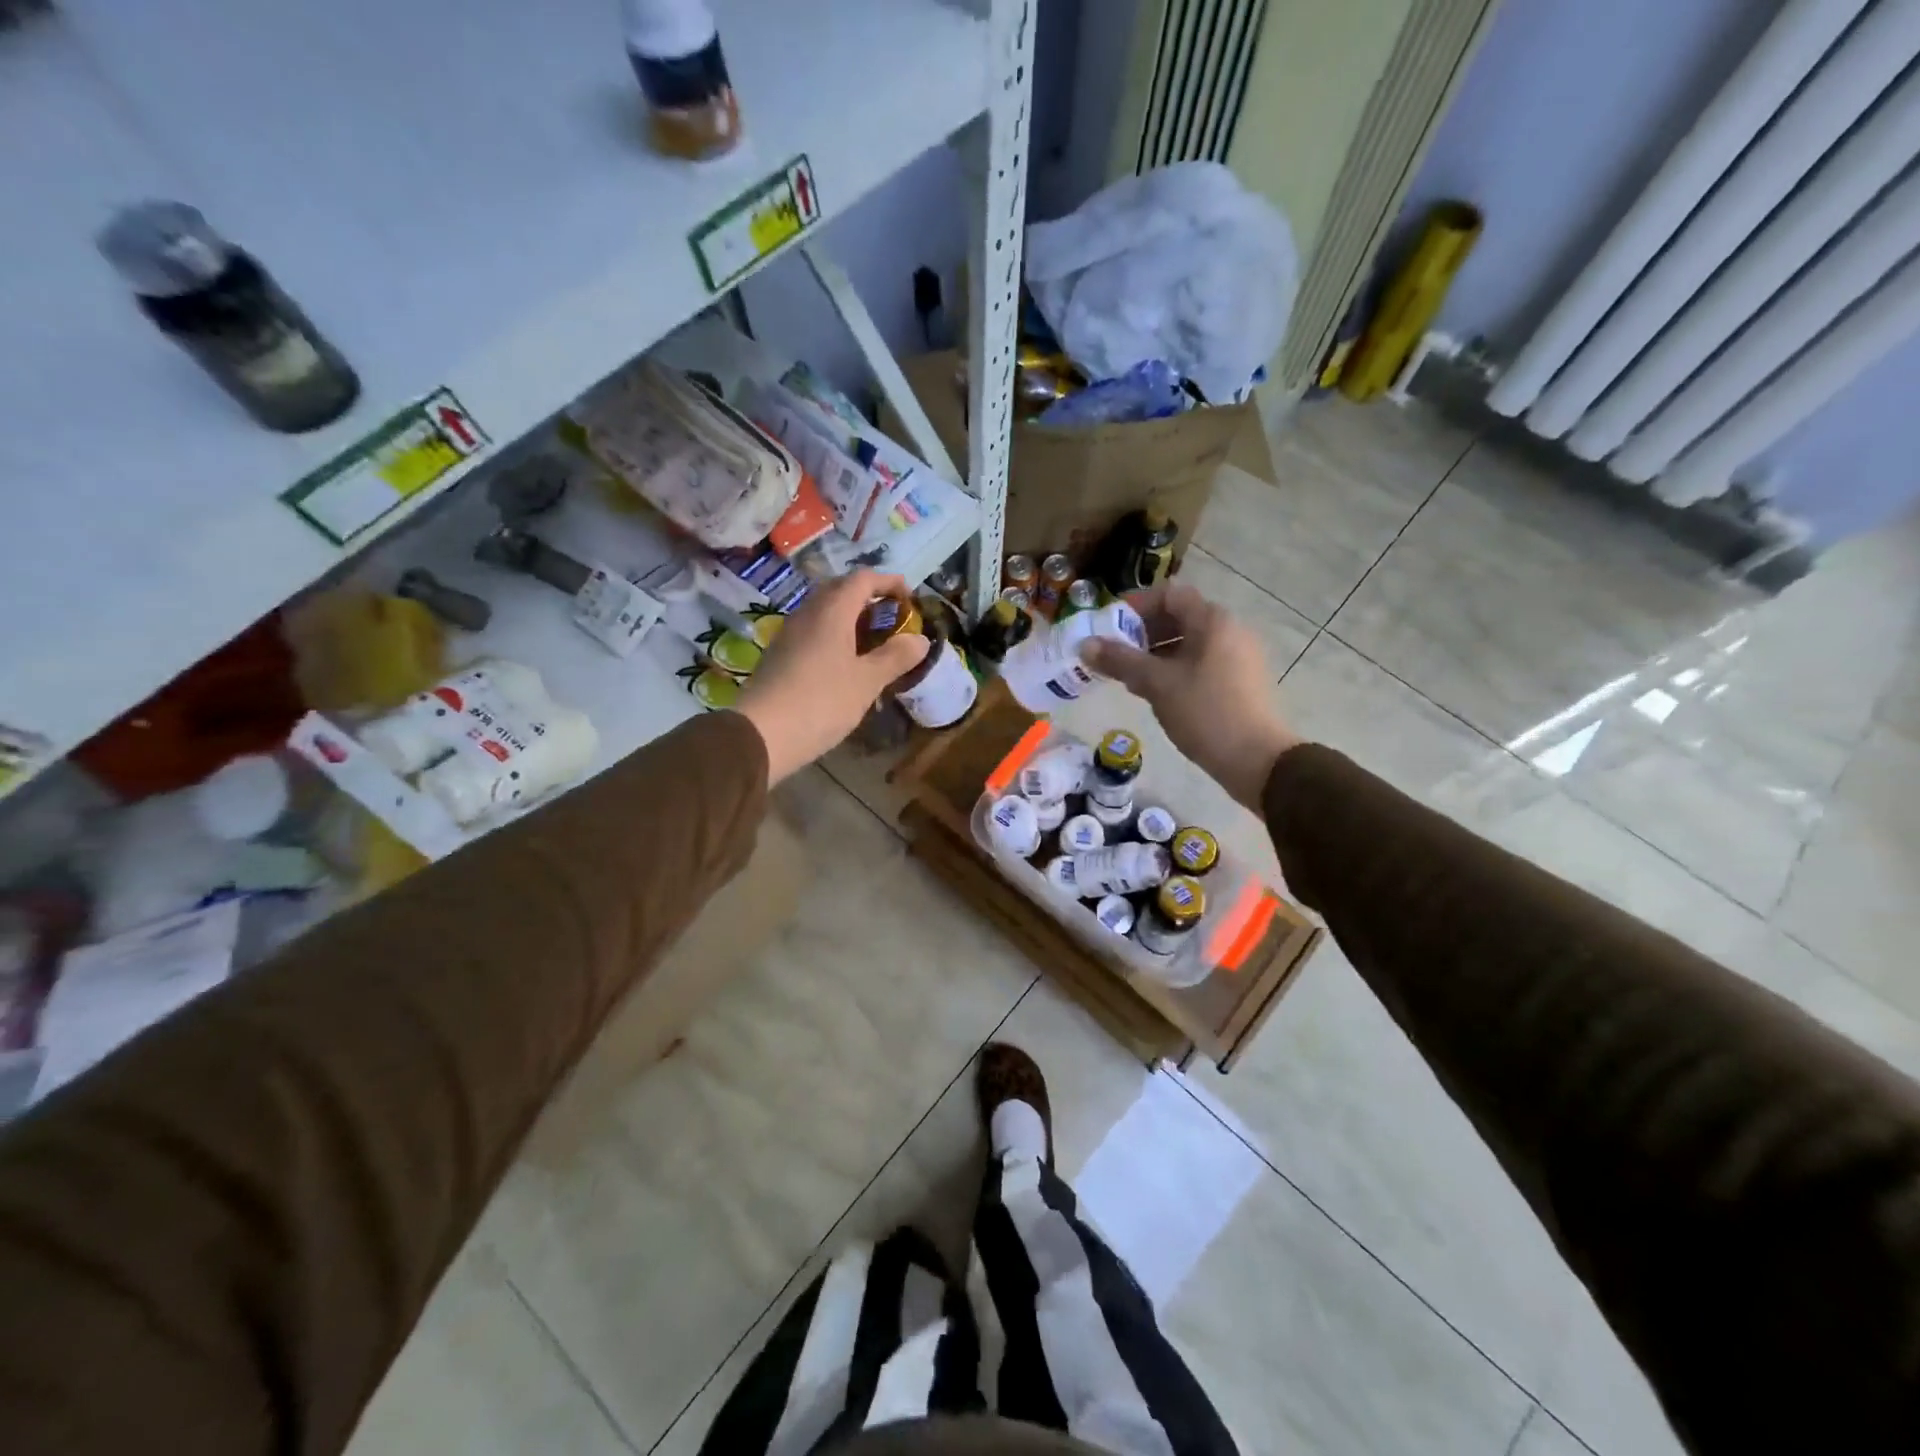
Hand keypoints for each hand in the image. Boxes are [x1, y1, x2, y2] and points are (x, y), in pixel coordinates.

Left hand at [735, 569, 928, 785]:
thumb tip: (920, 639)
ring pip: (825, 612)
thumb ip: (895, 657)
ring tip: (873, 641)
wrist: (761, 734)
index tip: (910, 598)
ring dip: (851, 618)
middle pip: (840, 590)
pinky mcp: (780, 655)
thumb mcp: (867, 682)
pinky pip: (813, 632)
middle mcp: (808, 613)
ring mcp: (790, 634)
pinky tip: (845, 662)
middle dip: (869, 597)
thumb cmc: (821, 702)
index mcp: (832, 611)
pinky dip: (835, 636)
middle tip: (892, 618)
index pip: (863, 579)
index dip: (889, 582)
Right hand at [1081, 579, 1301, 809]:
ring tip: (1129, 678)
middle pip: (1178, 617)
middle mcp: (1229, 630)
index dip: (1136, 605)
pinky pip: (1200, 662)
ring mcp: (1238, 656)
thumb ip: (1120, 661)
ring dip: (1155, 654)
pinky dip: (1174, 669)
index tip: (1109, 626)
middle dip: (1142, 633)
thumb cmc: (1205, 712)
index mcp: (1212, 621)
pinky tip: (1156, 693)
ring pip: (1188, 643)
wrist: (1257, 759)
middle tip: (1114, 654)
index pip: (1169, 594)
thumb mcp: (1157, 684)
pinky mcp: (1240, 680)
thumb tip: (1085, 645)